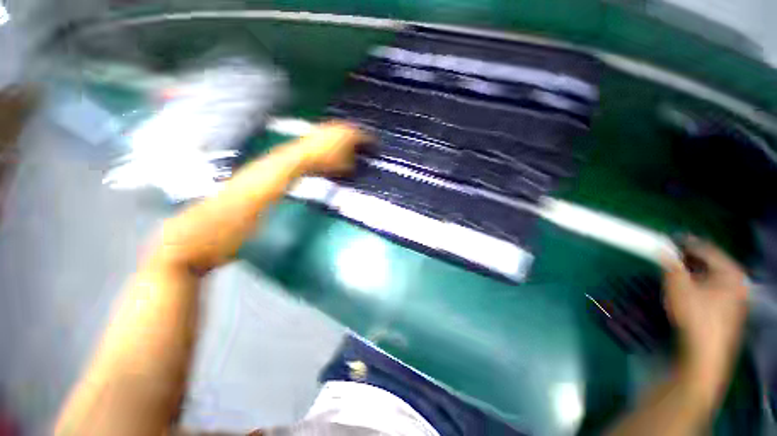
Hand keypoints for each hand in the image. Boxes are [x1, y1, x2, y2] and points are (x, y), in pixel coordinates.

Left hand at [289, 121, 369, 175]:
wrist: (302, 157)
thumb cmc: (327, 162)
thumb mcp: (348, 168)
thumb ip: (357, 164)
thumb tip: (360, 164)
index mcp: (352, 133)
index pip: (368, 137)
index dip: (374, 144)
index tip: (376, 148)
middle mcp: (341, 126)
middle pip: (356, 132)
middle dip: (361, 140)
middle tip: (365, 148)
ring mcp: (329, 126)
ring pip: (344, 132)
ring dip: (349, 139)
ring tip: (350, 149)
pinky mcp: (319, 130)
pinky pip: (334, 134)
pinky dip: (338, 140)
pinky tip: (335, 149)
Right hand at [663, 237, 747, 383]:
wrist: (706, 352)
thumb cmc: (696, 316)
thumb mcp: (678, 287)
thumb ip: (670, 265)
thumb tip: (662, 250)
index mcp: (730, 272)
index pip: (706, 249)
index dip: (686, 243)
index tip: (669, 239)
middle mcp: (738, 281)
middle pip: (711, 262)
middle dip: (690, 259)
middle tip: (671, 256)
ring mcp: (736, 297)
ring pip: (712, 276)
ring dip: (694, 272)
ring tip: (677, 272)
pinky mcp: (730, 309)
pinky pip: (714, 288)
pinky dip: (700, 284)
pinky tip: (688, 290)